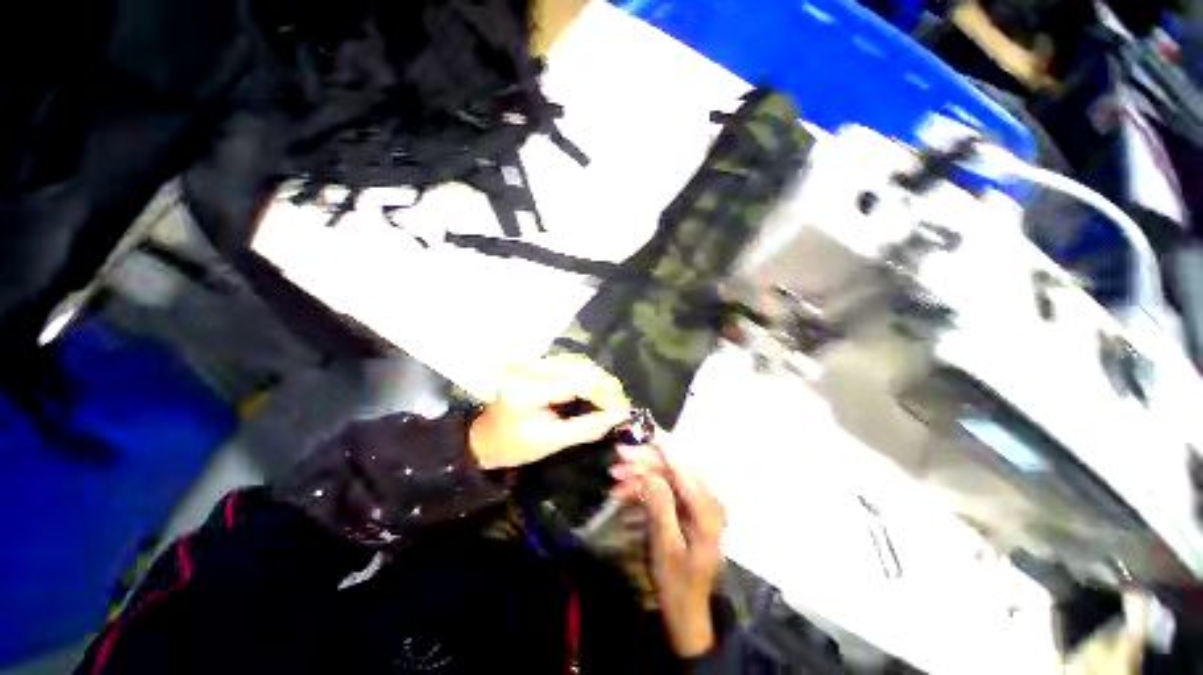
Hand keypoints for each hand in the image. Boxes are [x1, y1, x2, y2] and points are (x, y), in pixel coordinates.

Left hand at [469, 355, 630, 469]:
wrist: (483, 439)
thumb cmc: (512, 447)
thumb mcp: (549, 442)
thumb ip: (585, 429)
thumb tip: (617, 418)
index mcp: (529, 389)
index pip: (578, 382)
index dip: (606, 395)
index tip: (624, 412)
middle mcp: (532, 368)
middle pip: (580, 366)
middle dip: (606, 385)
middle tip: (622, 405)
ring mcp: (533, 363)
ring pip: (577, 361)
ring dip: (599, 378)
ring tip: (614, 397)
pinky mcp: (536, 365)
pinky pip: (569, 363)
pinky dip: (588, 375)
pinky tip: (597, 388)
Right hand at [613, 444, 725, 657]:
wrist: (685, 611)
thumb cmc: (677, 583)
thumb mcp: (666, 546)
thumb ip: (661, 506)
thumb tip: (650, 473)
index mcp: (708, 508)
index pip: (683, 467)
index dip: (660, 449)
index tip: (640, 435)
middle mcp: (705, 499)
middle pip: (672, 468)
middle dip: (644, 461)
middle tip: (618, 457)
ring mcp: (694, 503)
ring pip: (665, 476)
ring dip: (639, 474)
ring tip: (614, 475)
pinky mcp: (684, 508)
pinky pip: (662, 489)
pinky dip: (642, 488)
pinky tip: (623, 491)